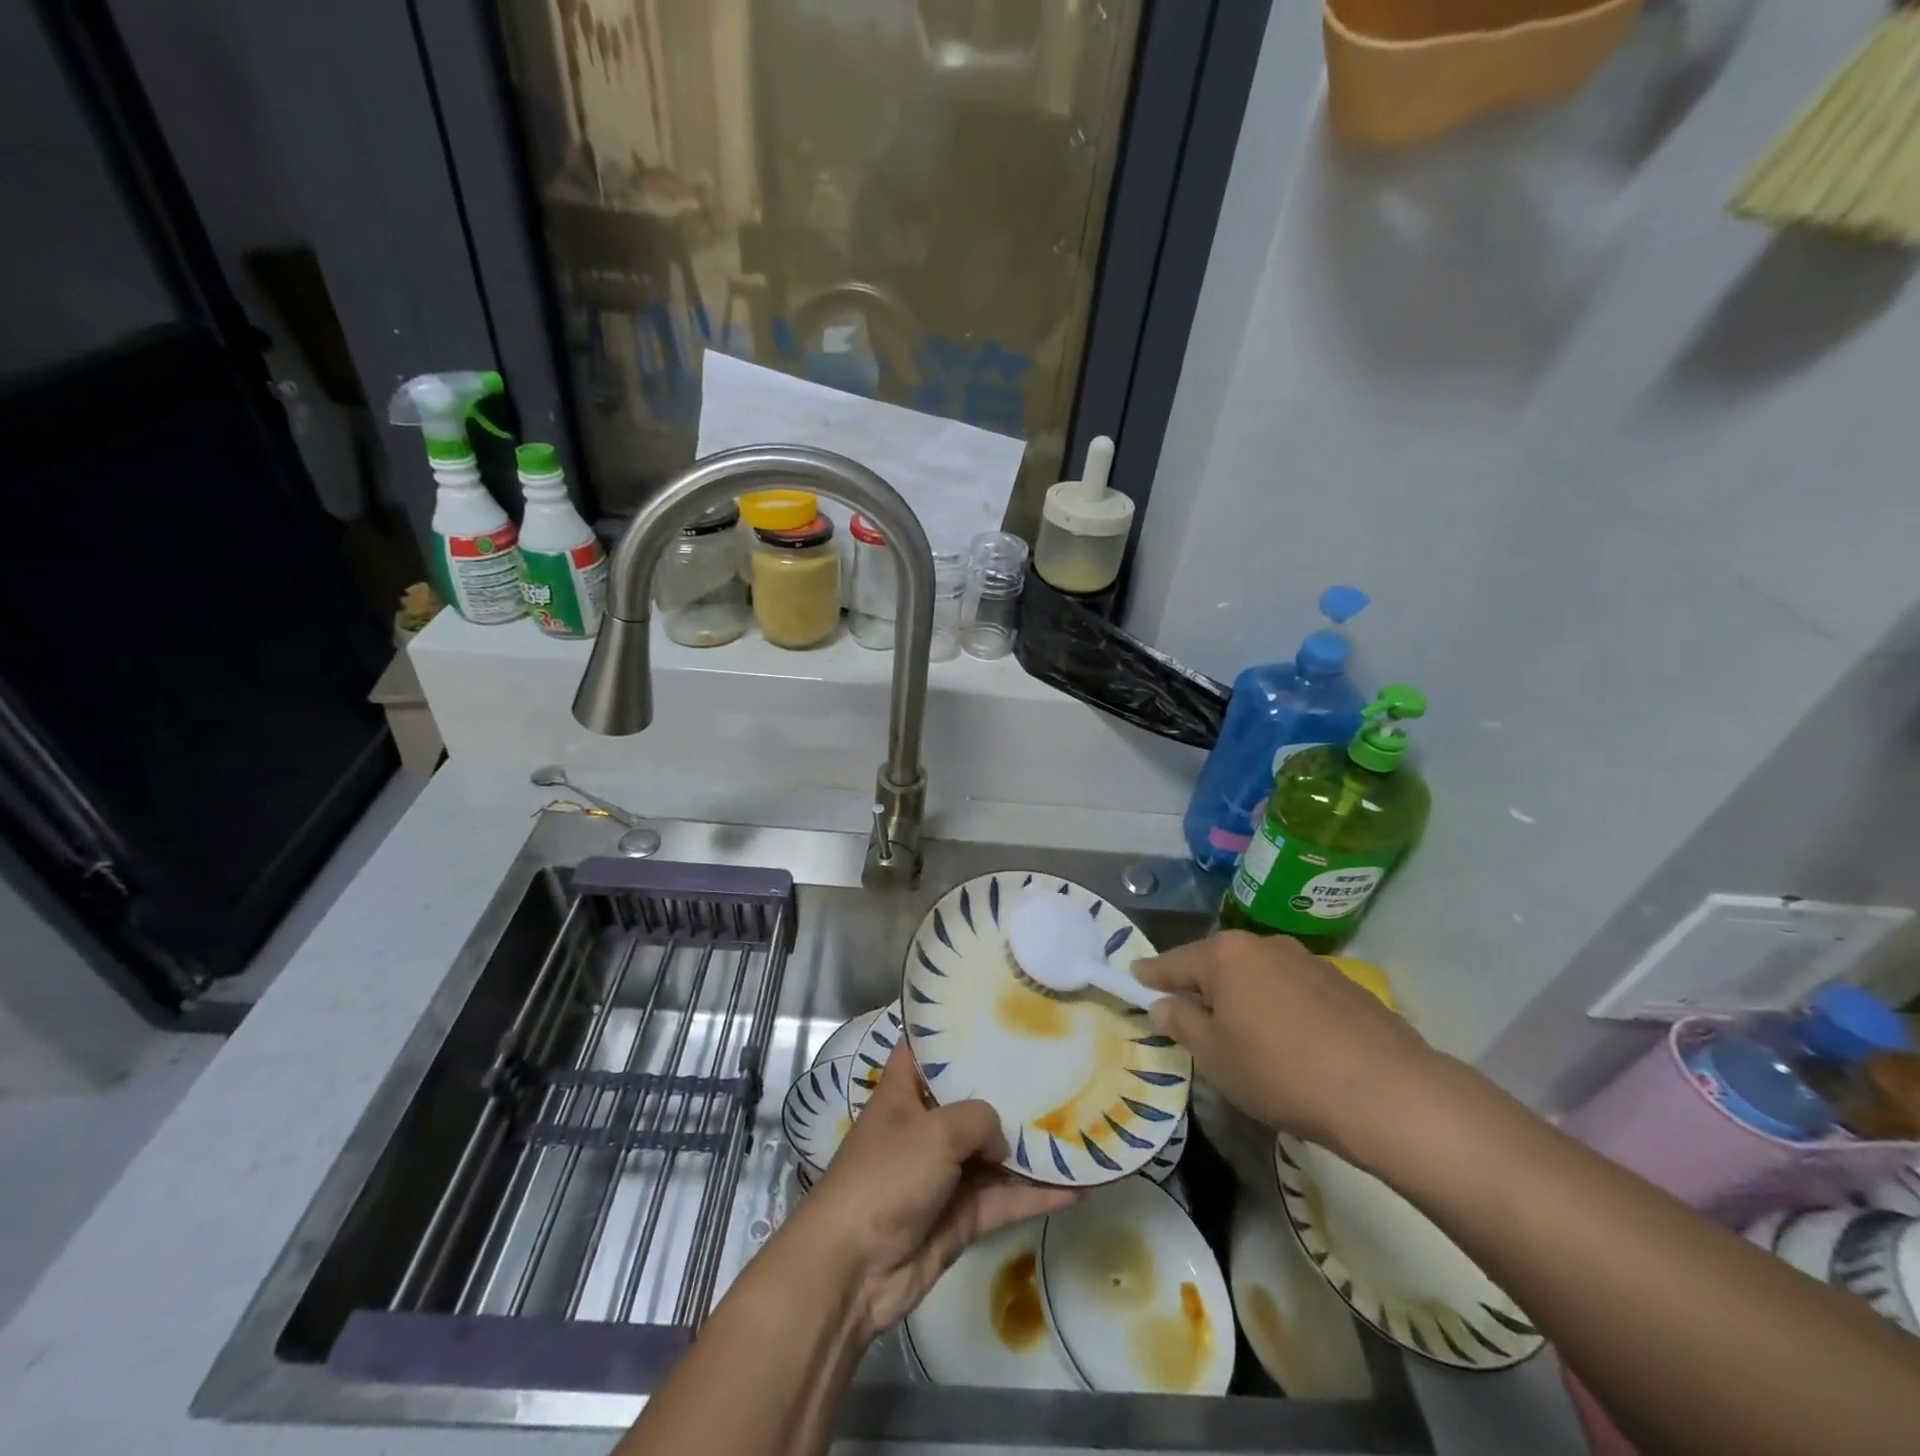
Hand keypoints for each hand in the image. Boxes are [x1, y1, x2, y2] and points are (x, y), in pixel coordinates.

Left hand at [783, 1045, 1078, 1338]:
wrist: (855, 1269)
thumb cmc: (887, 1176)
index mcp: (903, 1092)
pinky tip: (1076, 1188)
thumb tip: (1001, 1141)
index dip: (951, 1032)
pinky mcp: (961, 1216)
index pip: (926, 1049)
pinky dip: (1035, 1195)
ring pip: (993, 1153)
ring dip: (1029, 1147)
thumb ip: (979, 1120)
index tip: (992, 1016)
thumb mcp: (935, 1130)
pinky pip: (1004, 1198)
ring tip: (1077, 1126)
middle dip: (1006, 1089)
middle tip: (1055, 1066)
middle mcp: (924, 1126)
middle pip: (970, 1100)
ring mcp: (944, 1173)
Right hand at [1135, 931, 1440, 1161]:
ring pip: (1257, 975)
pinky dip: (1277, 1006)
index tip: (1133, 977)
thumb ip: (1181, 1022)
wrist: (1388, 1093)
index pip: (1173, 962)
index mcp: (1226, 955)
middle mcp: (1264, 945)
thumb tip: (1164, 1004)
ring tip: (1240, 1032)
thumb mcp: (1216, 1056)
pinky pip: (1291, 989)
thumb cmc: (1282, 1072)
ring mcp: (1307, 961)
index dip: (1151, 974)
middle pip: (1217, 963)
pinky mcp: (1342, 984)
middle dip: (1199, 986)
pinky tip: (1287, 1040)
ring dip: (1241, 996)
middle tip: (1186, 1014)